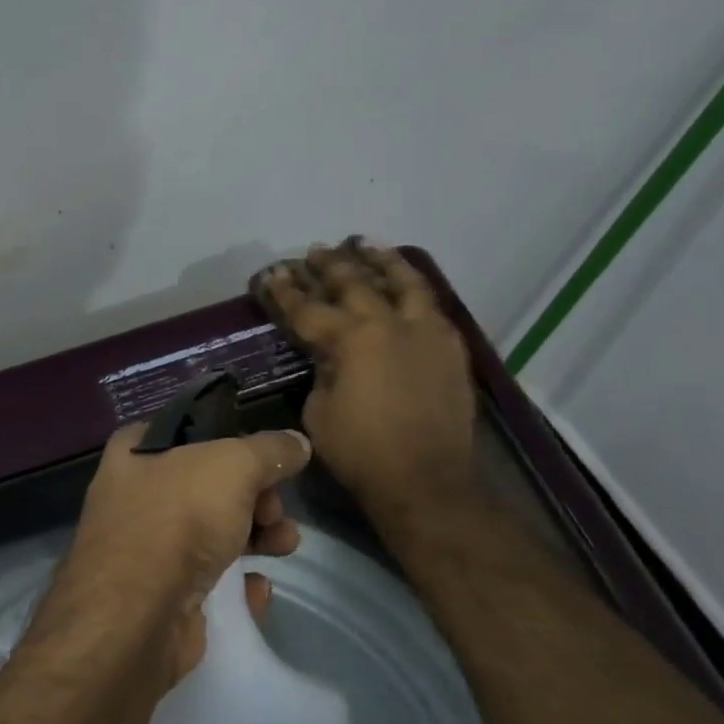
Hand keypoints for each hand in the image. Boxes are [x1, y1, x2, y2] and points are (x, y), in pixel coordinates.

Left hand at [56, 424, 311, 680]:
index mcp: (135, 452)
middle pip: (208, 485)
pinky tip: (258, 588)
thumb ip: (270, 451)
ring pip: (212, 533)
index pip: (187, 430)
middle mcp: (134, 495)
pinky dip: (238, 583)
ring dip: (257, 537)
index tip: (267, 456)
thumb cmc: (177, 518)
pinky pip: (209, 581)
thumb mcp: (233, 465)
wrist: (137, 616)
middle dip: (255, 496)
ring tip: (284, 546)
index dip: (230, 438)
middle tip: (275, 510)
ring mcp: (146, 548)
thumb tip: (296, 444)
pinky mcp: (161, 596)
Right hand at [253, 238, 475, 515]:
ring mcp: (426, 332)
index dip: (286, 292)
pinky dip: (413, 287)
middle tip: (315, 251)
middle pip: (355, 284)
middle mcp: (391, 324)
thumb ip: (322, 372)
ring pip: (404, 282)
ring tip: (366, 243)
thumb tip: (330, 356)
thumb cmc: (360, 452)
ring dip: (381, 260)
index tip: (272, 274)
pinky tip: (406, 284)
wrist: (425, 480)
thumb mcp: (318, 412)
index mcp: (352, 340)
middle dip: (330, 266)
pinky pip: (431, 305)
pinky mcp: (451, 347)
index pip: (309, 308)